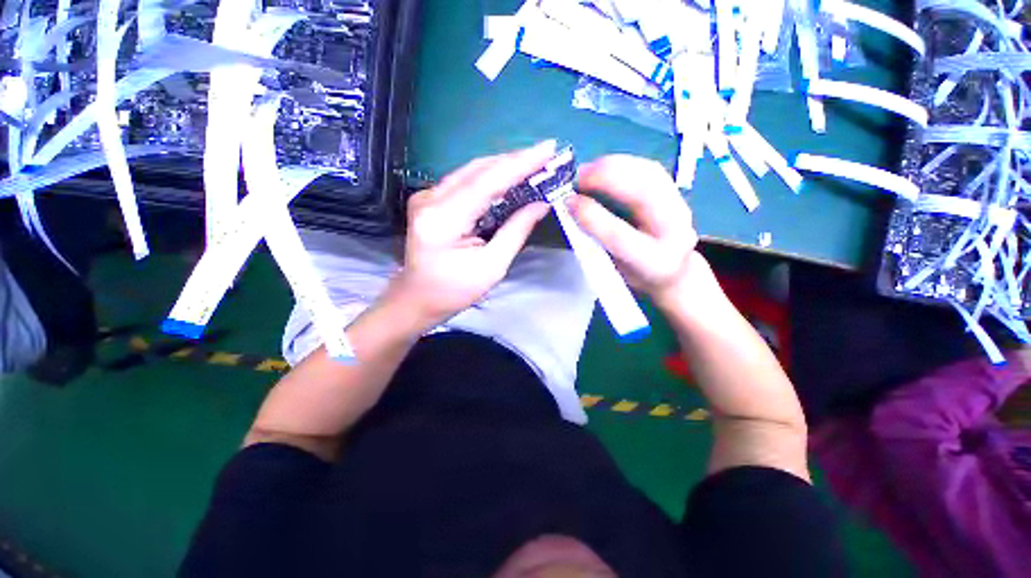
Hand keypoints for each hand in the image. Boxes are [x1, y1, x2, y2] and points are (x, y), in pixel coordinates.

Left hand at [388, 142, 555, 329]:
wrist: (418, 297)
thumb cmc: (455, 290)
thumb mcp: (492, 267)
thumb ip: (516, 232)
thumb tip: (541, 204)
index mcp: (443, 221)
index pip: (486, 183)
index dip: (519, 164)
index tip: (548, 149)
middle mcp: (430, 200)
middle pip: (478, 170)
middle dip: (515, 160)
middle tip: (545, 155)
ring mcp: (426, 196)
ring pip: (472, 171)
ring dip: (504, 166)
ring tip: (533, 163)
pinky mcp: (429, 198)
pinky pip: (465, 179)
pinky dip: (490, 176)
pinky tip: (509, 176)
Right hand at [570, 155, 700, 308]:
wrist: (671, 270)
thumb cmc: (633, 272)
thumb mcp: (611, 267)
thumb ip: (593, 239)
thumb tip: (572, 206)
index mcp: (654, 260)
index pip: (621, 236)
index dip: (592, 216)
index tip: (568, 201)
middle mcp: (675, 231)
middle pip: (644, 194)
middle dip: (606, 178)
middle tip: (576, 177)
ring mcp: (680, 206)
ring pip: (648, 173)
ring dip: (613, 166)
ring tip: (586, 170)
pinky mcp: (675, 191)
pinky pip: (649, 168)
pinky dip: (623, 163)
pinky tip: (603, 167)